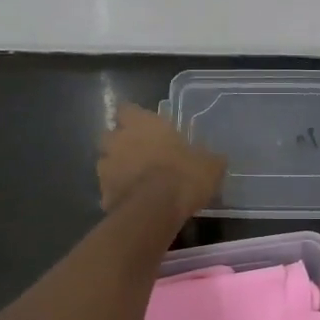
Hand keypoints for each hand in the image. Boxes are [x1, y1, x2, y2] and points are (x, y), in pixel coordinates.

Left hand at [98, 104, 225, 217]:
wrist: (157, 209)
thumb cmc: (183, 175)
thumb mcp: (209, 165)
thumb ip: (208, 159)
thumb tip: (217, 160)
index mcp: (142, 123)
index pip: (127, 109)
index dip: (134, 118)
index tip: (145, 127)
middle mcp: (118, 140)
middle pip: (111, 135)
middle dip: (120, 143)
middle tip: (139, 154)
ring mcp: (106, 167)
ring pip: (105, 162)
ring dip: (116, 169)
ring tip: (135, 180)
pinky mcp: (102, 193)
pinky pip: (109, 190)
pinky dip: (117, 194)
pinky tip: (132, 203)